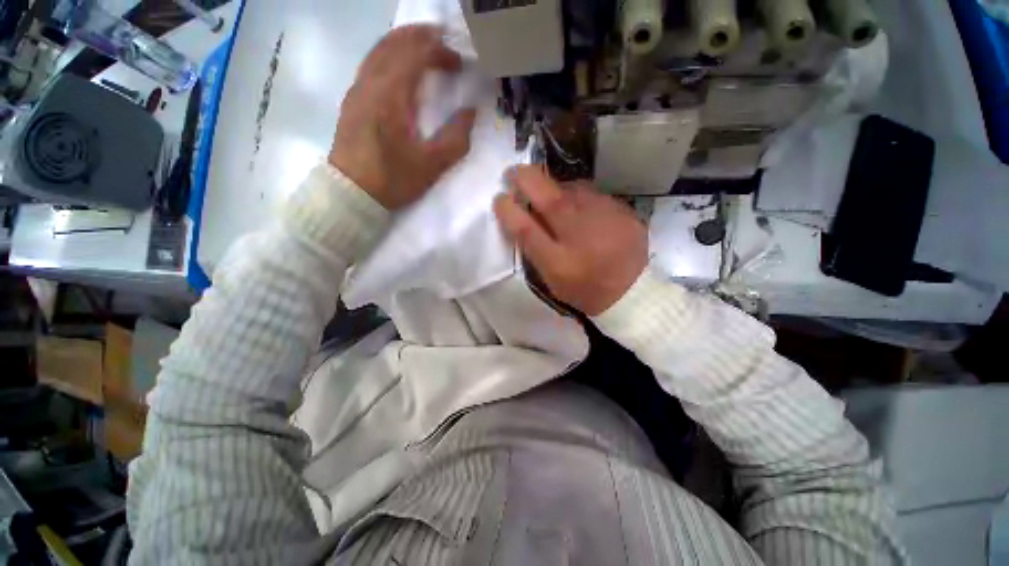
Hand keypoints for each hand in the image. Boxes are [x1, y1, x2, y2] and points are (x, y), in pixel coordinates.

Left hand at [329, 25, 476, 209]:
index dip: (440, 51)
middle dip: (422, 37)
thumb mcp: (432, 165)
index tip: (459, 64)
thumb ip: (456, 138)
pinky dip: (389, 54)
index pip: (416, 54)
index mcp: (391, 95)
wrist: (352, 192)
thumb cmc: (393, 179)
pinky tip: (400, 66)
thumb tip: (469, 113)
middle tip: (445, 42)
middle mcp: (371, 82)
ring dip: (404, 42)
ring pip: (380, 49)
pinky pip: (371, 63)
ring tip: (425, 46)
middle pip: (395, 42)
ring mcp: (358, 88)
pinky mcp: (353, 99)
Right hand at [494, 166, 648, 315]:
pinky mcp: (624, 212)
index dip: (509, 211)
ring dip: (555, 187)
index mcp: (559, 261)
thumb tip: (523, 217)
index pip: (527, 229)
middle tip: (513, 171)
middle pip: (550, 200)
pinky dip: (580, 196)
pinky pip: (594, 195)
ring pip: (573, 191)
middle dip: (526, 180)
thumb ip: (536, 250)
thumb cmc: (585, 289)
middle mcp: (582, 237)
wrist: (632, 293)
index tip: (499, 197)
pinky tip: (580, 206)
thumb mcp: (553, 279)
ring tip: (549, 192)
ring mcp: (606, 220)